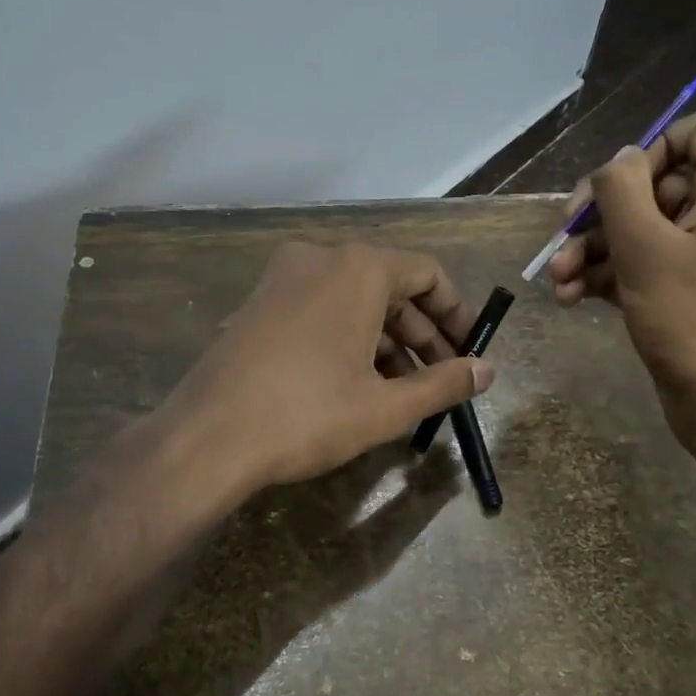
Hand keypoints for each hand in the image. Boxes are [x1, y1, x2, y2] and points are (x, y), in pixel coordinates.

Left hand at [162, 242, 492, 492]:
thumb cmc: (308, 415)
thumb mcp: (385, 406)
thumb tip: (487, 370)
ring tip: (403, 391)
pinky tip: (356, 383)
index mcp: (358, 268)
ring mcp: (282, 278)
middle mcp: (320, 258)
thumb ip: (443, 384)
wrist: (207, 437)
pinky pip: (320, 309)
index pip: (427, 274)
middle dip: (421, 334)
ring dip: (386, 341)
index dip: (456, 313)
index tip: (471, 350)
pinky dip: (348, 337)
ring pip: (353, 300)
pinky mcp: (258, 303)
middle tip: (442, 379)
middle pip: (390, 287)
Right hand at [547, 112, 695, 444]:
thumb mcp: (645, 245)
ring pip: (637, 231)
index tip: (615, 188)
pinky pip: (639, 267)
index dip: (649, 149)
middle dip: (599, 213)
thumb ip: (622, 190)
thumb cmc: (691, 315)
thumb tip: (617, 160)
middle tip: (561, 239)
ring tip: (556, 281)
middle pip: (652, 185)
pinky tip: (569, 299)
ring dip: (590, 251)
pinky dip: (604, 277)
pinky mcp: (684, 293)